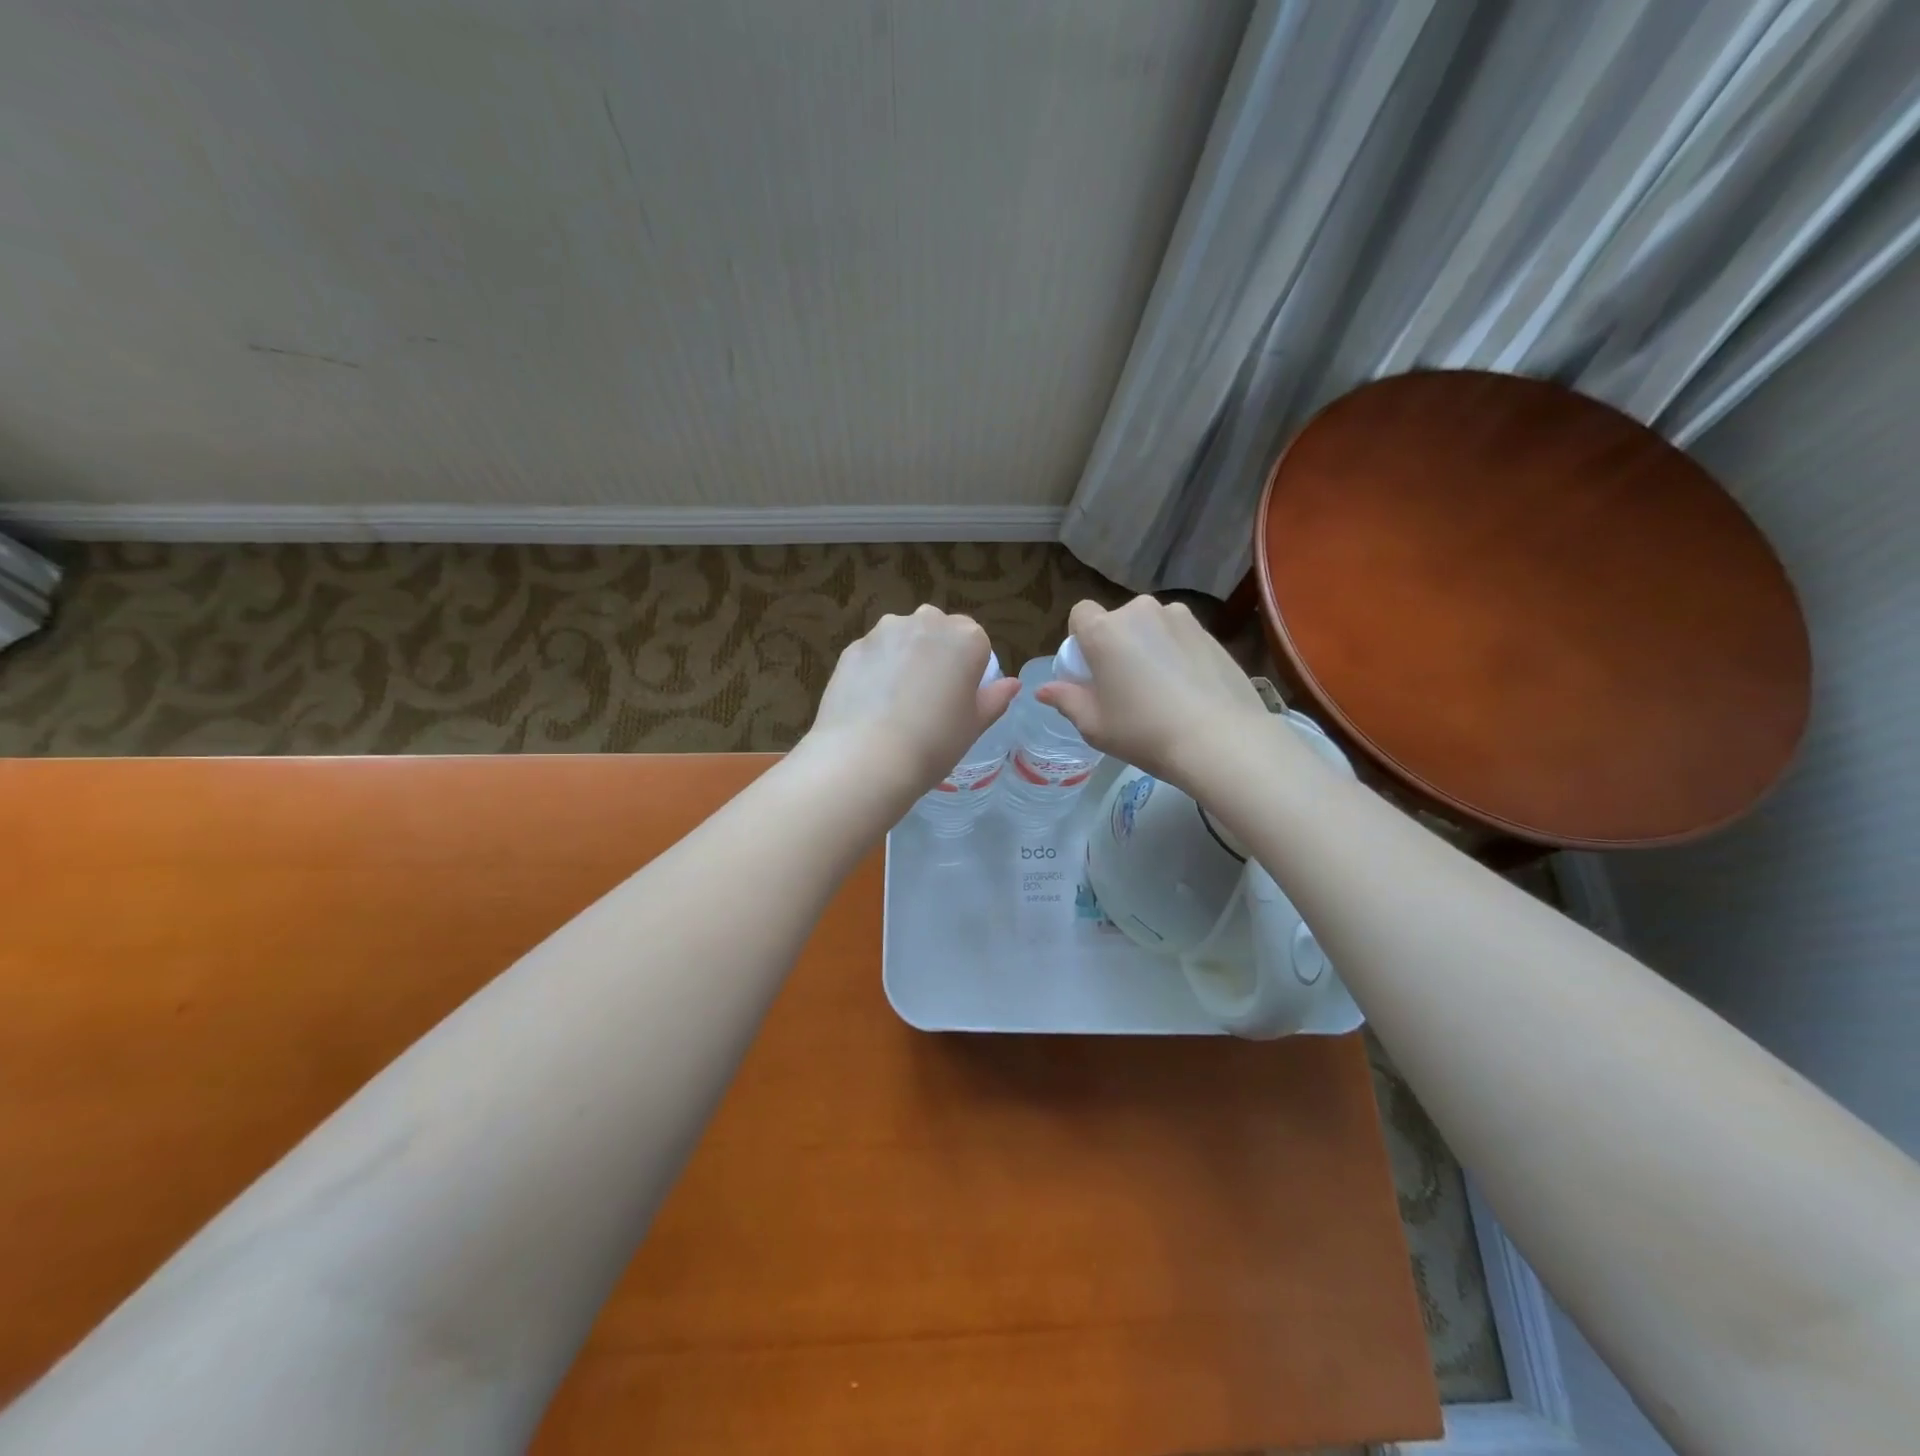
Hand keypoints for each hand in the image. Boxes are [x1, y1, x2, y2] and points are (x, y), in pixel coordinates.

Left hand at [798, 605, 1020, 810]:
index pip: (976, 641)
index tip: (959, 697)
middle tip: (929, 697)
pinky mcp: (853, 648)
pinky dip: (875, 670)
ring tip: (895, 701)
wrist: (866, 758)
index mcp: (966, 638)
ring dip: (904, 657)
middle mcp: (926, 622)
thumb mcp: (975, 725)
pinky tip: (870, 704)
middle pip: (938, 630)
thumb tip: (1012, 684)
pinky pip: (873, 654)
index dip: (969, 668)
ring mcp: (885, 632)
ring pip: (902, 637)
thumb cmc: (934, 742)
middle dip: (936, 653)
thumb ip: (995, 698)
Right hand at [1035, 596, 1273, 794]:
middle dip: (1116, 644)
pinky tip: (1188, 690)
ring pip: (1152, 627)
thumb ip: (1065, 700)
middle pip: (1117, 621)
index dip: (1081, 639)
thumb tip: (1043, 690)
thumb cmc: (1144, 732)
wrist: (1220, 739)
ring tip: (1160, 688)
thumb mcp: (1094, 725)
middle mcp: (1141, 612)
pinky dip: (1177, 654)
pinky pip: (1180, 637)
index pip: (1080, 613)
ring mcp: (1181, 618)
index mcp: (1104, 630)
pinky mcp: (1211, 632)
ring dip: (1148, 646)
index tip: (1090, 670)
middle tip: (1124, 685)